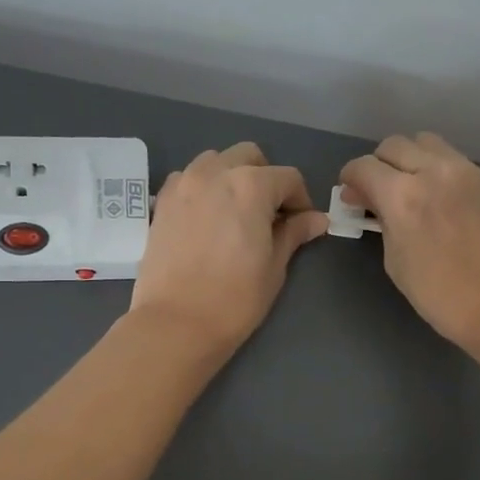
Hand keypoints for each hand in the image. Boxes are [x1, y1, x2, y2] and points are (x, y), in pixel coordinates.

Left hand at [130, 142, 328, 353]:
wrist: (176, 323)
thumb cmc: (235, 299)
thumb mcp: (274, 266)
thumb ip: (294, 233)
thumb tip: (317, 219)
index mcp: (251, 185)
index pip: (288, 178)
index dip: (300, 200)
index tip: (301, 225)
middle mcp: (216, 173)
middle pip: (250, 157)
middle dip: (266, 179)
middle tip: (269, 215)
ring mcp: (184, 183)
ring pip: (216, 162)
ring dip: (232, 177)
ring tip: (235, 213)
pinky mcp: (162, 201)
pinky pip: (188, 179)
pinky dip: (203, 188)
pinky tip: (207, 219)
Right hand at [338, 133, 479, 350]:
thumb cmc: (440, 294)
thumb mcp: (396, 260)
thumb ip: (381, 220)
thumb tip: (368, 200)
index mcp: (403, 196)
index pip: (364, 167)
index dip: (350, 178)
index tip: (351, 195)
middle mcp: (432, 171)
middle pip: (393, 146)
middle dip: (378, 166)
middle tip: (376, 194)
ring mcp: (462, 171)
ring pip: (423, 142)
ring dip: (408, 159)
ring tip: (408, 189)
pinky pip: (448, 157)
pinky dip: (432, 166)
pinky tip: (434, 195)